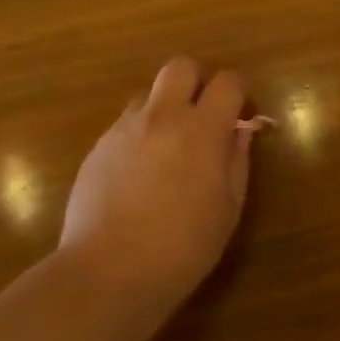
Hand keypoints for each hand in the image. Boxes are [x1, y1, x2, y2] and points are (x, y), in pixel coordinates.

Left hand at [57, 57, 257, 333]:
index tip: (242, 118)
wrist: (108, 272)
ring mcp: (124, 130)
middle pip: (180, 67)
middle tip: (204, 117)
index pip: (228, 82)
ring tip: (170, 150)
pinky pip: (125, 125)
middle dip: (198, 82)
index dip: (239, 94)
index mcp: (201, 129)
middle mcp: (161, 117)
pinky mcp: (97, 148)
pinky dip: (141, 135)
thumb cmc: (183, 246)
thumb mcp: (228, 207)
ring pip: (149, 95)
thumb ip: (237, 160)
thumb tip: (241, 130)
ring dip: (165, 109)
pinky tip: (141, 176)